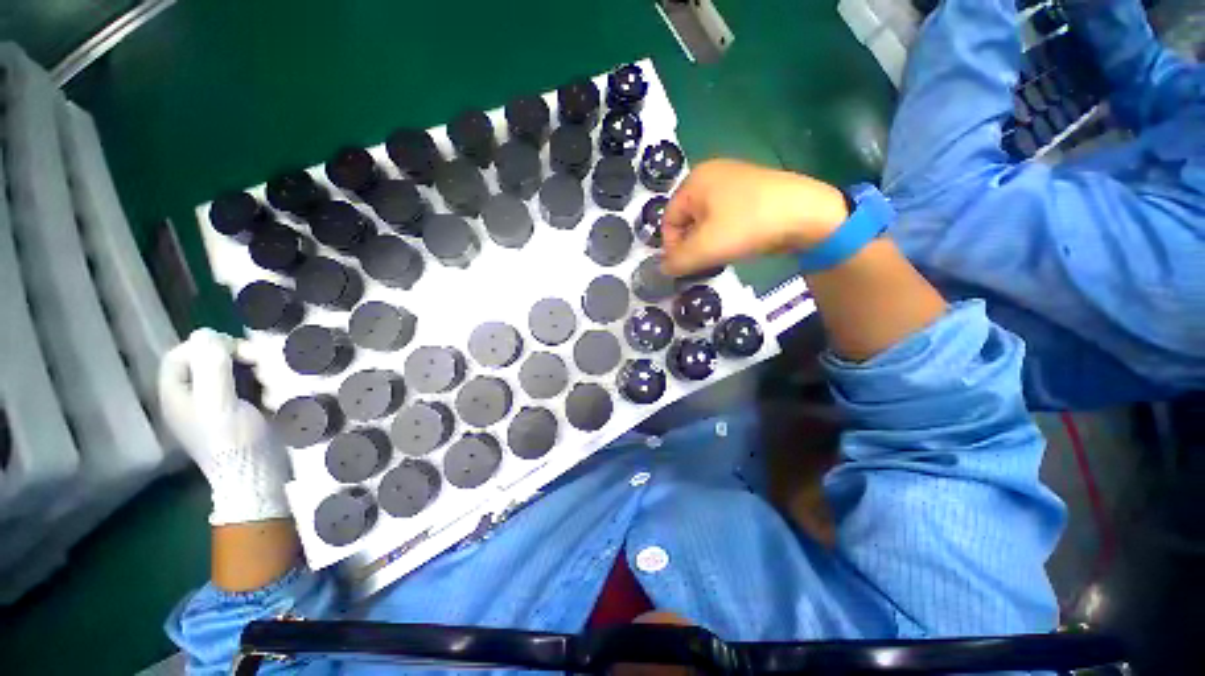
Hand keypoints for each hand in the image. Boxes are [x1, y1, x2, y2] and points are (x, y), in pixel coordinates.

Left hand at [159, 329, 290, 525]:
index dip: (205, 346)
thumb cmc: (232, 440)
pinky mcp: (241, 410)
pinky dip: (262, 383)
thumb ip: (211, 366)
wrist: (257, 474)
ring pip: (232, 371)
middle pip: (208, 360)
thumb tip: (207, 334)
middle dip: (236, 357)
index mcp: (178, 394)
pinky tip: (273, 393)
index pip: (180, 355)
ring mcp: (218, 404)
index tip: (234, 351)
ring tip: (271, 382)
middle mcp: (194, 396)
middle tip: (260, 363)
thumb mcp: (219, 402)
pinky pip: (247, 385)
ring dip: (255, 370)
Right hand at [661, 159, 849, 275]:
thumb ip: (677, 261)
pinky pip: (725, 215)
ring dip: (708, 240)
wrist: (806, 213)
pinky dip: (725, 232)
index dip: (672, 246)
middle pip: (686, 219)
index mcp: (694, 181)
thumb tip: (663, 268)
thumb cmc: (747, 225)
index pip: (668, 219)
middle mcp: (711, 174)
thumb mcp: (705, 248)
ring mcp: (733, 179)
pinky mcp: (751, 190)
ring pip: (706, 219)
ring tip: (723, 252)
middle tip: (705, 261)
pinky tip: (738, 241)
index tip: (686, 265)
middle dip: (691, 243)